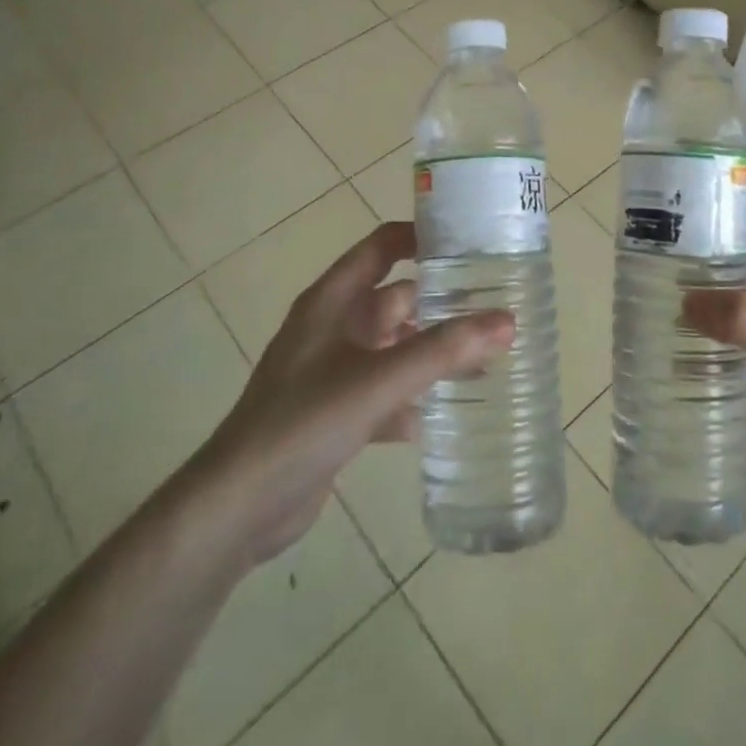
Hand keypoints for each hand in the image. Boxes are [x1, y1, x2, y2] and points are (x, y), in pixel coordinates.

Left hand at [188, 222, 512, 566]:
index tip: (472, 242)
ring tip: (487, 359)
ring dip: (433, 353)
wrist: (239, 507)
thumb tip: (507, 320)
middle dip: (442, 303)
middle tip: (496, 307)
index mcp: (333, 301)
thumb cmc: (304, 422)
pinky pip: (387, 392)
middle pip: (397, 300)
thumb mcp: (378, 380)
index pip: (382, 247)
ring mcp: (334, 371)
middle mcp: (334, 328)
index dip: (422, 238)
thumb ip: (443, 351)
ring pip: (396, 348)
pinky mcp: (337, 412)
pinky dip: (415, 398)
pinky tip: (449, 413)